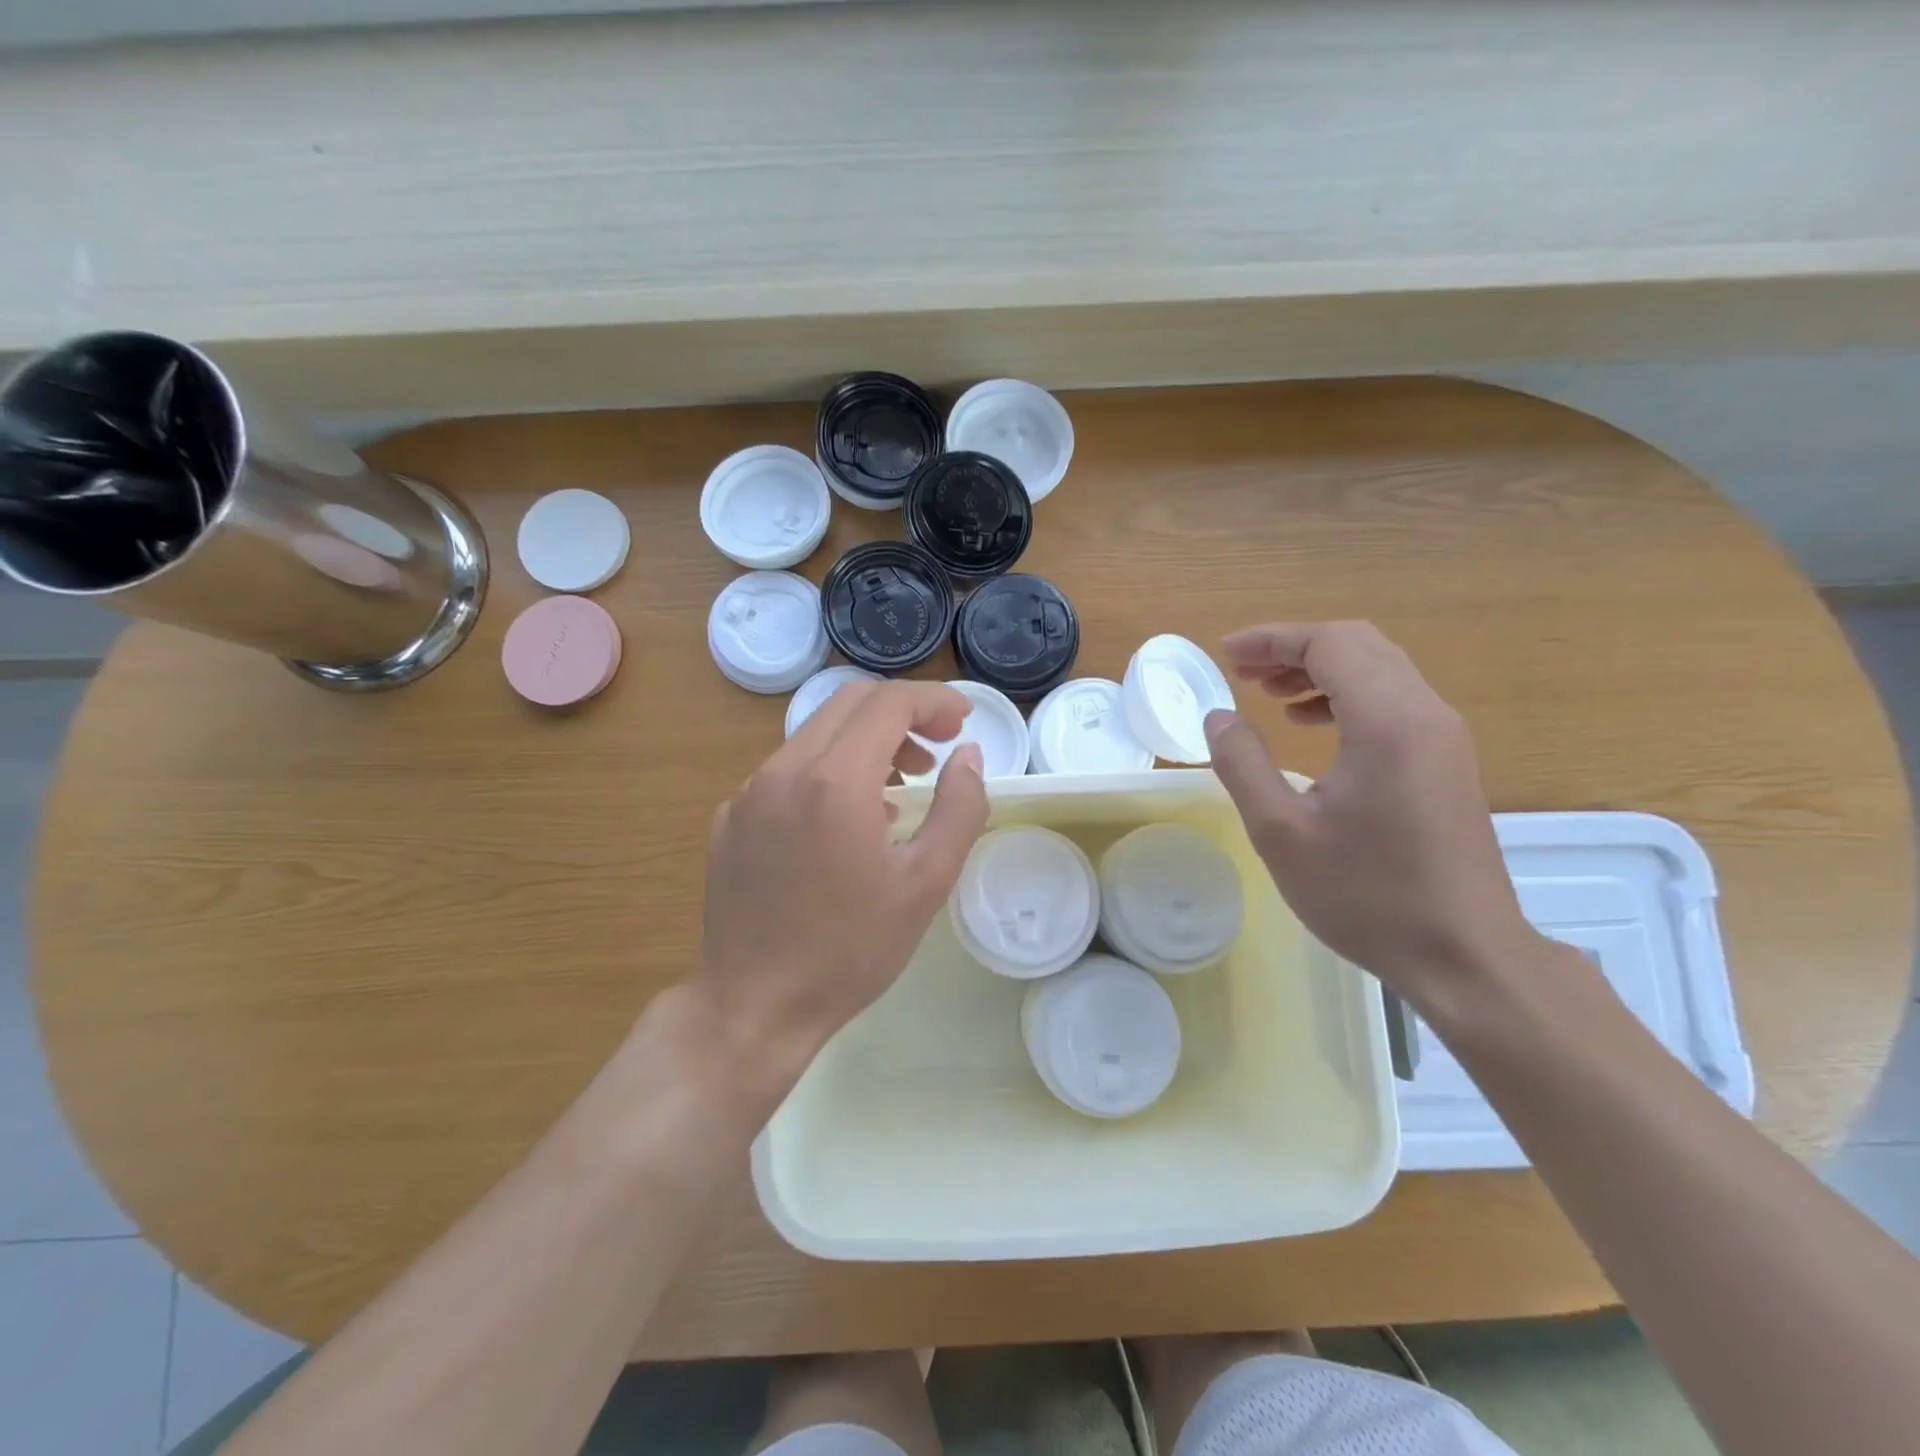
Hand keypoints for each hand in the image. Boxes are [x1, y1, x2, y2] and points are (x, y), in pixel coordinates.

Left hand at [695, 680, 988, 1083]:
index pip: (889, 702)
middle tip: (936, 749)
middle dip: (901, 713)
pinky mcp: (730, 817)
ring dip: (865, 742)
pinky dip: (827, 771)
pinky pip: (787, 771)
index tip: (962, 722)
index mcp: (834, 780)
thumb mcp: (927, 882)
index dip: (934, 701)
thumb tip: (969, 755)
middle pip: (849, 703)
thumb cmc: (851, 949)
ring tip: (898, 788)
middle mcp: (783, 770)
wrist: (754, 1006)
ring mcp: (749, 792)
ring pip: (815, 734)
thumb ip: (960, 807)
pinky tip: (844, 822)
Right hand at [1202, 621, 1535, 1009]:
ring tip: (1269, 695)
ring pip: (1379, 669)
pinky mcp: (1448, 760)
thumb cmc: (1366, 895)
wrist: (1465, 955)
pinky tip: (1312, 726)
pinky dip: (1346, 696)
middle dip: (1294, 648)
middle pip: (1358, 645)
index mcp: (1386, 722)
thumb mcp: (1280, 832)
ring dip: (1320, 670)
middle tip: (1243, 671)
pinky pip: (1394, 700)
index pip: (1329, 644)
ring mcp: (1443, 736)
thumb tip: (1219, 716)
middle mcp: (1424, 713)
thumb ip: (1242, 763)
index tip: (1225, 653)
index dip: (1272, 639)